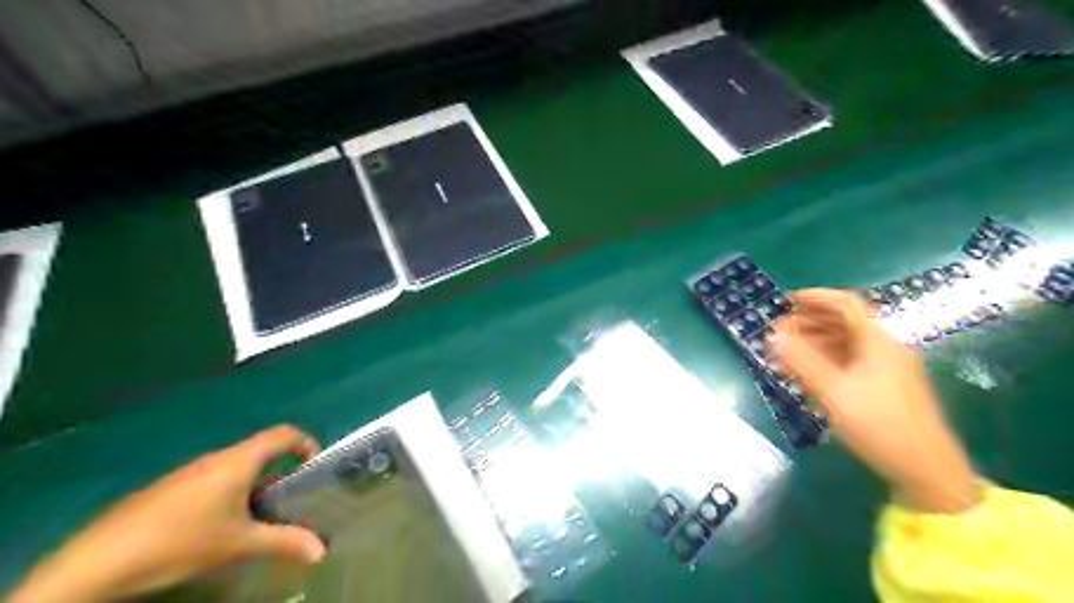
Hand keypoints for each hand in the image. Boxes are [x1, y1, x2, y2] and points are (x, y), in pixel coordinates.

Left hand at [9, 425, 326, 602]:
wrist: (96, 563)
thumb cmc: (181, 541)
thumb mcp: (239, 545)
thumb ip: (284, 542)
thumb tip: (322, 551)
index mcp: (239, 460)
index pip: (284, 434)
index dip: (306, 443)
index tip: (313, 468)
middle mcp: (216, 457)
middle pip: (259, 451)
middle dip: (279, 471)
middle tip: (288, 500)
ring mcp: (187, 472)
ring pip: (233, 468)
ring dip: (252, 485)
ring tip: (254, 518)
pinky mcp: (166, 490)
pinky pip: (209, 481)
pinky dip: (225, 495)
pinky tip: (212, 529)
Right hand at [769, 289, 979, 511]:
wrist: (926, 471)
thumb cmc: (879, 424)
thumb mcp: (834, 391)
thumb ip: (801, 360)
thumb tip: (773, 334)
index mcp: (878, 342)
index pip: (846, 304)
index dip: (815, 297)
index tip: (786, 301)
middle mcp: (885, 349)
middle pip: (845, 322)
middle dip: (809, 321)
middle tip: (780, 330)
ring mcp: (887, 369)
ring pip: (846, 344)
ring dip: (814, 342)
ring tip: (786, 353)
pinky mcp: (884, 388)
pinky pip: (850, 363)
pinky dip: (825, 361)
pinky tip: (807, 373)